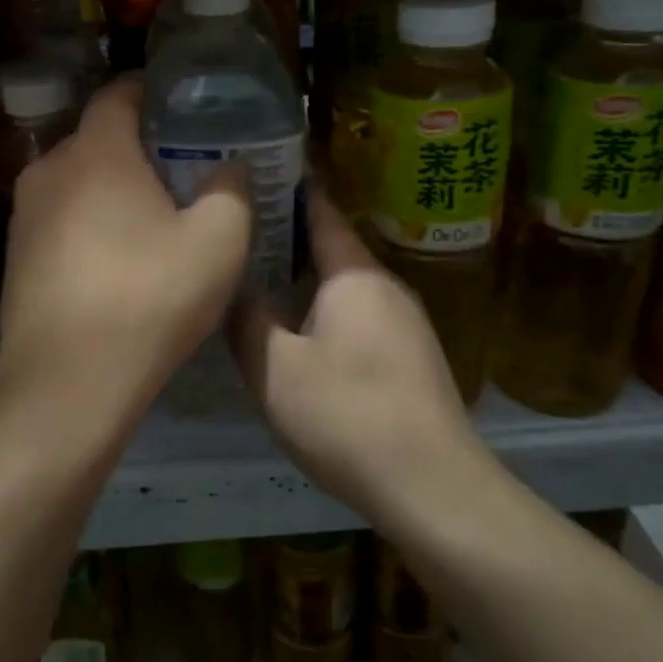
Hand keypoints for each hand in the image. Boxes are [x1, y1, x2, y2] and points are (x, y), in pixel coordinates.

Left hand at [0, 77, 251, 422]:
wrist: (65, 382)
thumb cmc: (148, 298)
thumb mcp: (218, 242)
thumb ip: (231, 191)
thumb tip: (230, 167)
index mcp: (96, 152)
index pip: (118, 94)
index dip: (150, 90)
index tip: (180, 102)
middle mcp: (49, 170)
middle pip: (96, 139)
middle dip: (136, 145)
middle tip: (179, 166)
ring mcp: (23, 215)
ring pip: (76, 182)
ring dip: (110, 188)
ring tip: (150, 215)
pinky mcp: (14, 256)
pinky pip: (60, 219)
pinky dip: (89, 222)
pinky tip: (115, 258)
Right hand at [231, 190, 477, 516]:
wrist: (432, 485)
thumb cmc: (347, 415)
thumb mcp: (275, 369)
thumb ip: (247, 319)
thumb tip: (230, 283)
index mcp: (354, 273)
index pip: (320, 211)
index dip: (288, 190)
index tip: (253, 176)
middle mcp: (386, 284)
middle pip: (333, 247)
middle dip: (289, 236)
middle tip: (240, 233)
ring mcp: (406, 320)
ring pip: (346, 284)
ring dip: (307, 277)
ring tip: (261, 279)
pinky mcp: (412, 354)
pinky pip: (361, 312)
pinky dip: (327, 307)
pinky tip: (302, 331)